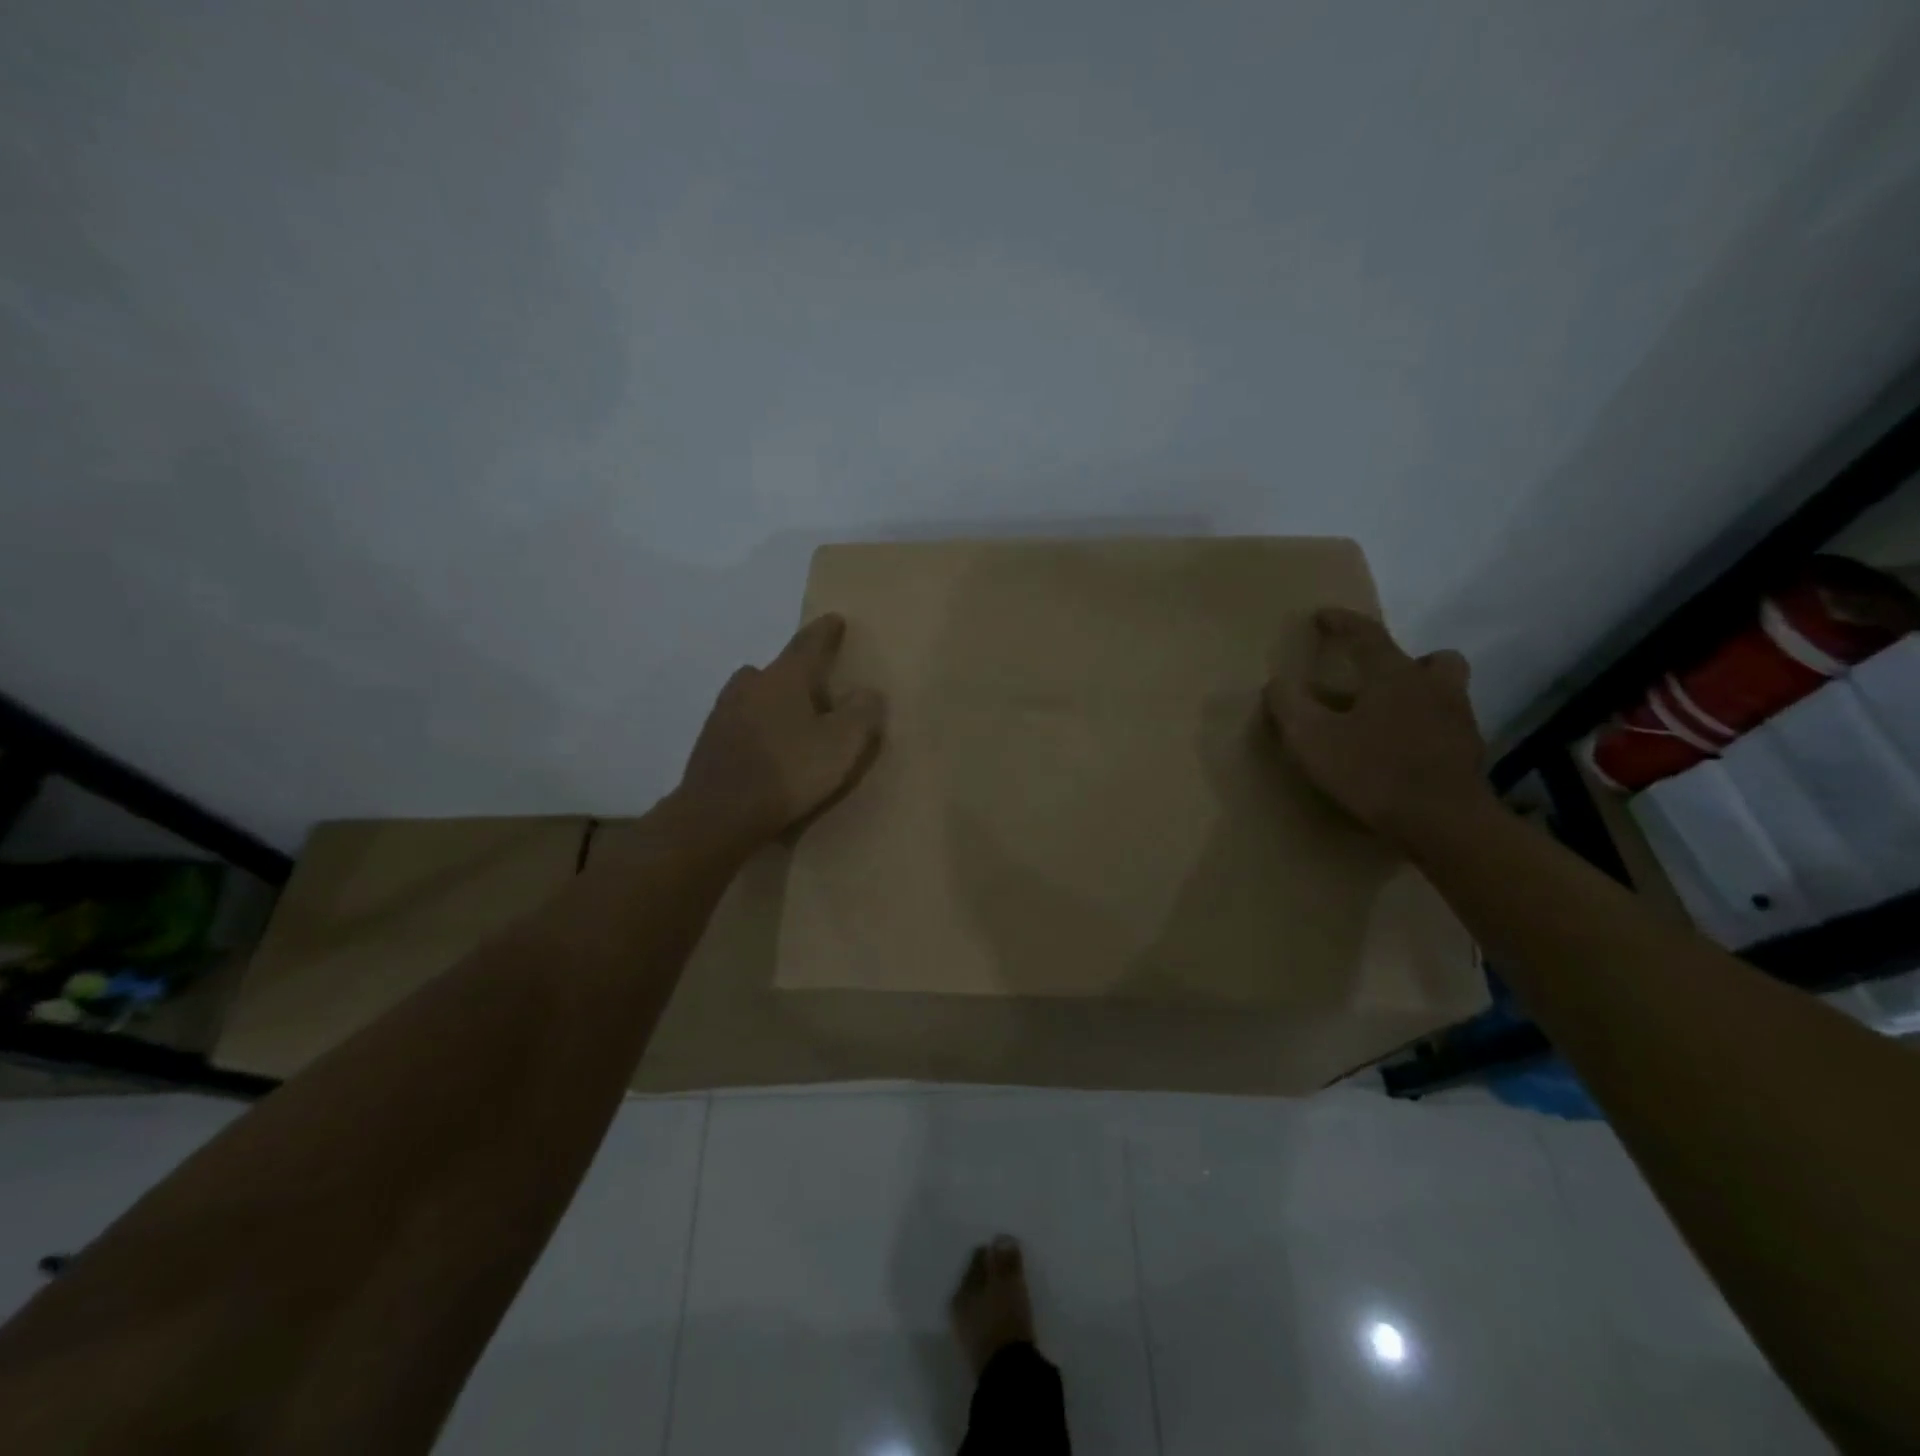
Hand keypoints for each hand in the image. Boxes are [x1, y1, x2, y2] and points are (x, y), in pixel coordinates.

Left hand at [677, 614, 885, 849]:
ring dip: (772, 703)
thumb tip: (869, 692)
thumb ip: (861, 713)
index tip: (835, 619)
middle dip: (796, 675)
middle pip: (776, 670)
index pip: (809, 644)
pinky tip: (767, 751)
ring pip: (754, 696)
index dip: (825, 632)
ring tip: (791, 724)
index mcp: (784, 678)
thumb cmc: (789, 772)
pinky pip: (740, 724)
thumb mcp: (842, 744)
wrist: (719, 815)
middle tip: (816, 690)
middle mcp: (750, 686)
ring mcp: (723, 713)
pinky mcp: (709, 743)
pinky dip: (756, 729)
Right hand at [1265, 608, 1490, 848]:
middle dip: (1408, 662)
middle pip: (1433, 659)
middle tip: (1380, 679)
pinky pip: (1448, 729)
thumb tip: (1276, 683)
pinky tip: (1405, 754)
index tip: (1322, 616)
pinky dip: (1428, 732)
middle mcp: (1434, 689)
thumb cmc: (1374, 772)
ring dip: (1421, 697)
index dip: (1343, 622)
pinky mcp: (1469, 756)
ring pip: (1446, 693)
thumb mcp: (1312, 740)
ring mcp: (1459, 722)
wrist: (1444, 823)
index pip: (1368, 635)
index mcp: (1395, 676)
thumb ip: (1289, 707)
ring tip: (1390, 720)